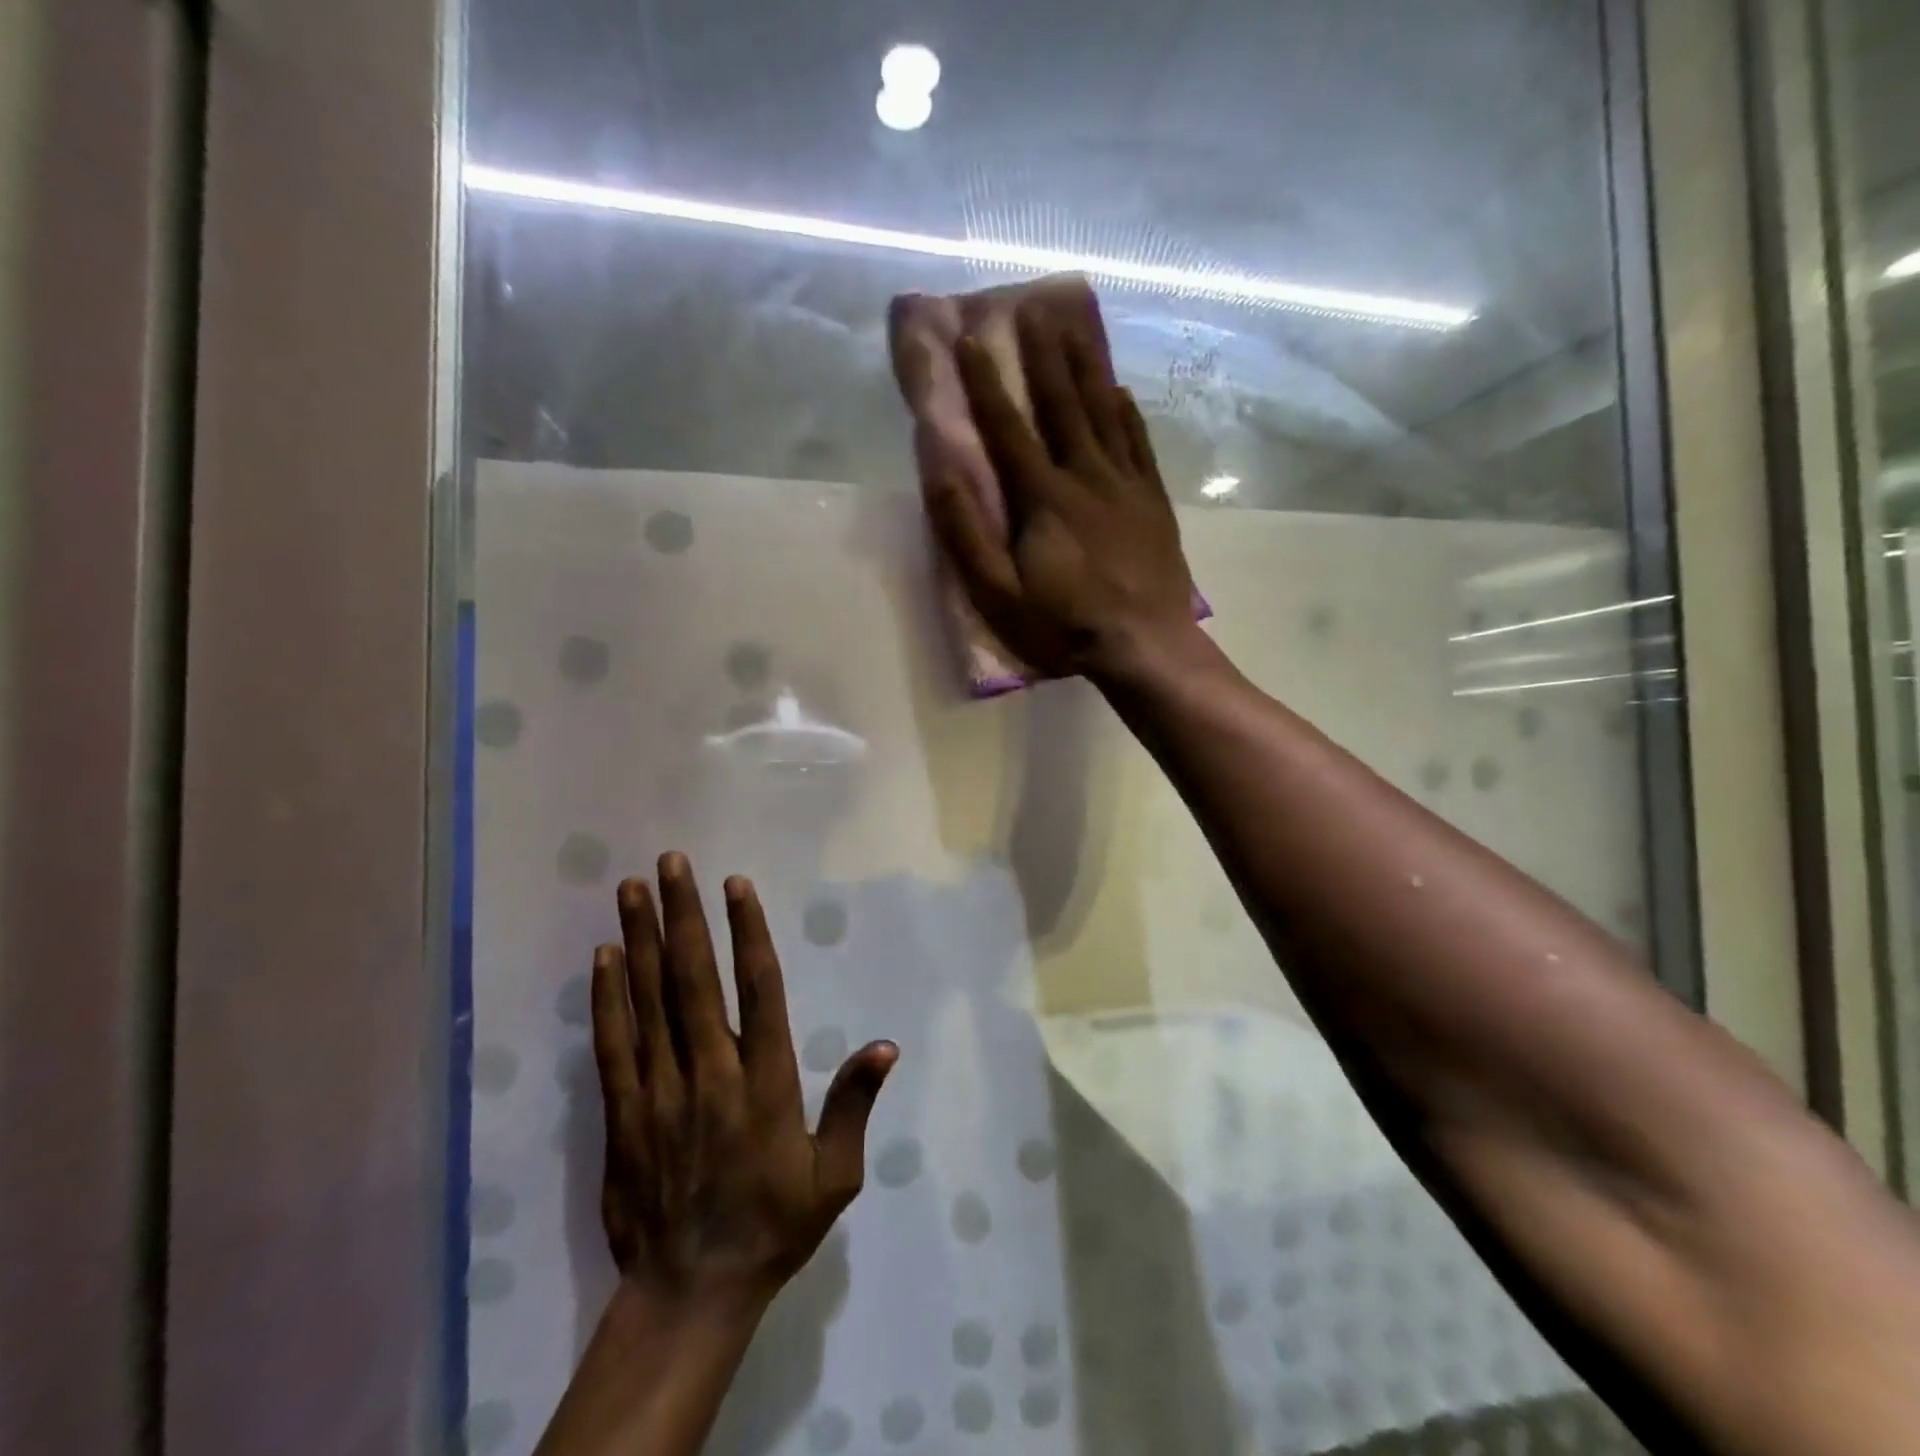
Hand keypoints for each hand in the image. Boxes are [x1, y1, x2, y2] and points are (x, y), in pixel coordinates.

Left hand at [592, 853, 897, 1317]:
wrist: (691, 1293)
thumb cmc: (773, 1226)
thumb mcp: (834, 1177)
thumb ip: (853, 1105)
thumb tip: (885, 1046)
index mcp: (765, 1084)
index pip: (758, 991)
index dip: (747, 933)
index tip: (736, 885)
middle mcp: (710, 1075)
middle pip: (694, 980)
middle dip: (683, 915)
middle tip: (671, 863)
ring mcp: (659, 1092)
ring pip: (649, 1001)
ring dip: (642, 939)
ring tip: (631, 888)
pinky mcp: (622, 1114)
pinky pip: (612, 1045)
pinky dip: (608, 997)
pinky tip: (605, 956)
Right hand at [930, 305, 1199, 680]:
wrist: (1145, 645)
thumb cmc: (1064, 625)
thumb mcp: (998, 593)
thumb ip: (966, 533)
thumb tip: (939, 471)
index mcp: (1044, 496)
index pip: (1009, 427)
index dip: (985, 382)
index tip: (969, 338)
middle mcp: (1086, 475)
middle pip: (1063, 403)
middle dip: (1044, 353)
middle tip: (1034, 306)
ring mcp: (1126, 484)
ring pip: (1104, 411)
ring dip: (1086, 365)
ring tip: (1075, 324)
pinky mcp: (1152, 500)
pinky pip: (1138, 442)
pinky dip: (1127, 411)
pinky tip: (1120, 391)